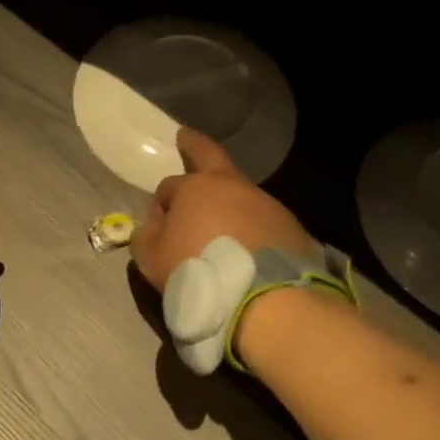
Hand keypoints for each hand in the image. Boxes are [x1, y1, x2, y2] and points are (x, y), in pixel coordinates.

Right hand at [131, 129, 315, 291]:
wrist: (267, 301)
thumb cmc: (198, 272)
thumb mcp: (152, 259)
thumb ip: (147, 236)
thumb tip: (155, 226)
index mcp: (195, 188)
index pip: (169, 186)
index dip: (161, 205)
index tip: (159, 228)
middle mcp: (233, 186)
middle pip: (211, 155)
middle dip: (195, 145)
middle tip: (186, 137)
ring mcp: (267, 205)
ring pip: (241, 196)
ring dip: (231, 206)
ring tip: (225, 232)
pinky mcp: (293, 229)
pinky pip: (266, 225)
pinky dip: (255, 232)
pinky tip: (251, 254)